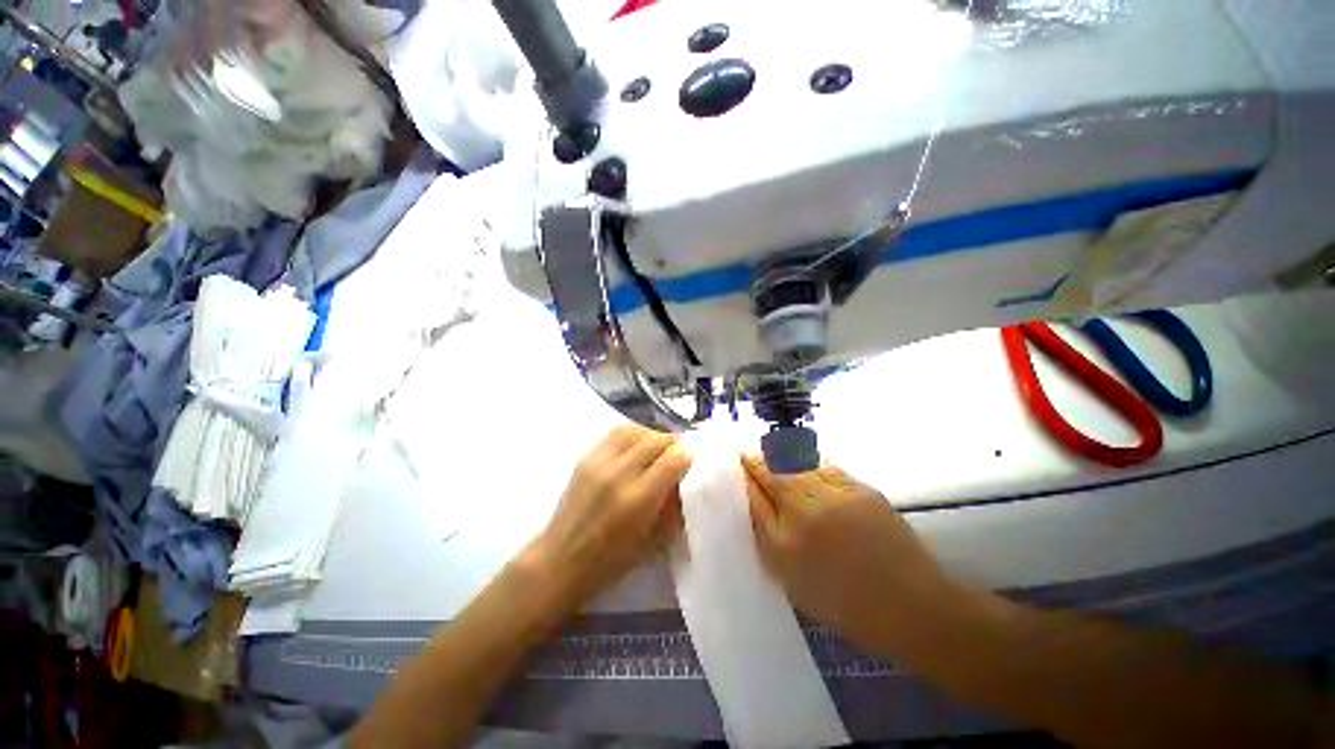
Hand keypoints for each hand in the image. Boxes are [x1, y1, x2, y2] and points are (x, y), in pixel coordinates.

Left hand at [527, 424, 692, 612]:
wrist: (560, 560)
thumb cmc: (610, 561)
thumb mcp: (654, 541)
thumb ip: (673, 506)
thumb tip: (686, 479)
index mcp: (638, 500)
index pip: (674, 459)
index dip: (689, 455)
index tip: (694, 460)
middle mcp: (618, 473)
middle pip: (656, 439)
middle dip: (674, 443)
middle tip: (679, 454)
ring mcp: (598, 461)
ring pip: (635, 429)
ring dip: (653, 435)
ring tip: (658, 448)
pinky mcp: (585, 457)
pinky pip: (616, 433)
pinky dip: (633, 434)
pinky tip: (636, 447)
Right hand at [742, 456, 946, 648]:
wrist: (910, 606)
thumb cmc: (846, 605)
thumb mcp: (794, 581)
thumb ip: (770, 540)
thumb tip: (755, 504)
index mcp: (785, 546)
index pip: (755, 499)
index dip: (744, 477)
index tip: (734, 463)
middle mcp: (805, 515)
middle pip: (772, 475)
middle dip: (757, 460)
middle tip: (747, 452)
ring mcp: (834, 499)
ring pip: (797, 466)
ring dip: (779, 456)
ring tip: (769, 451)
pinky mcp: (860, 490)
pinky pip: (824, 468)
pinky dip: (807, 462)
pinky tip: (801, 460)